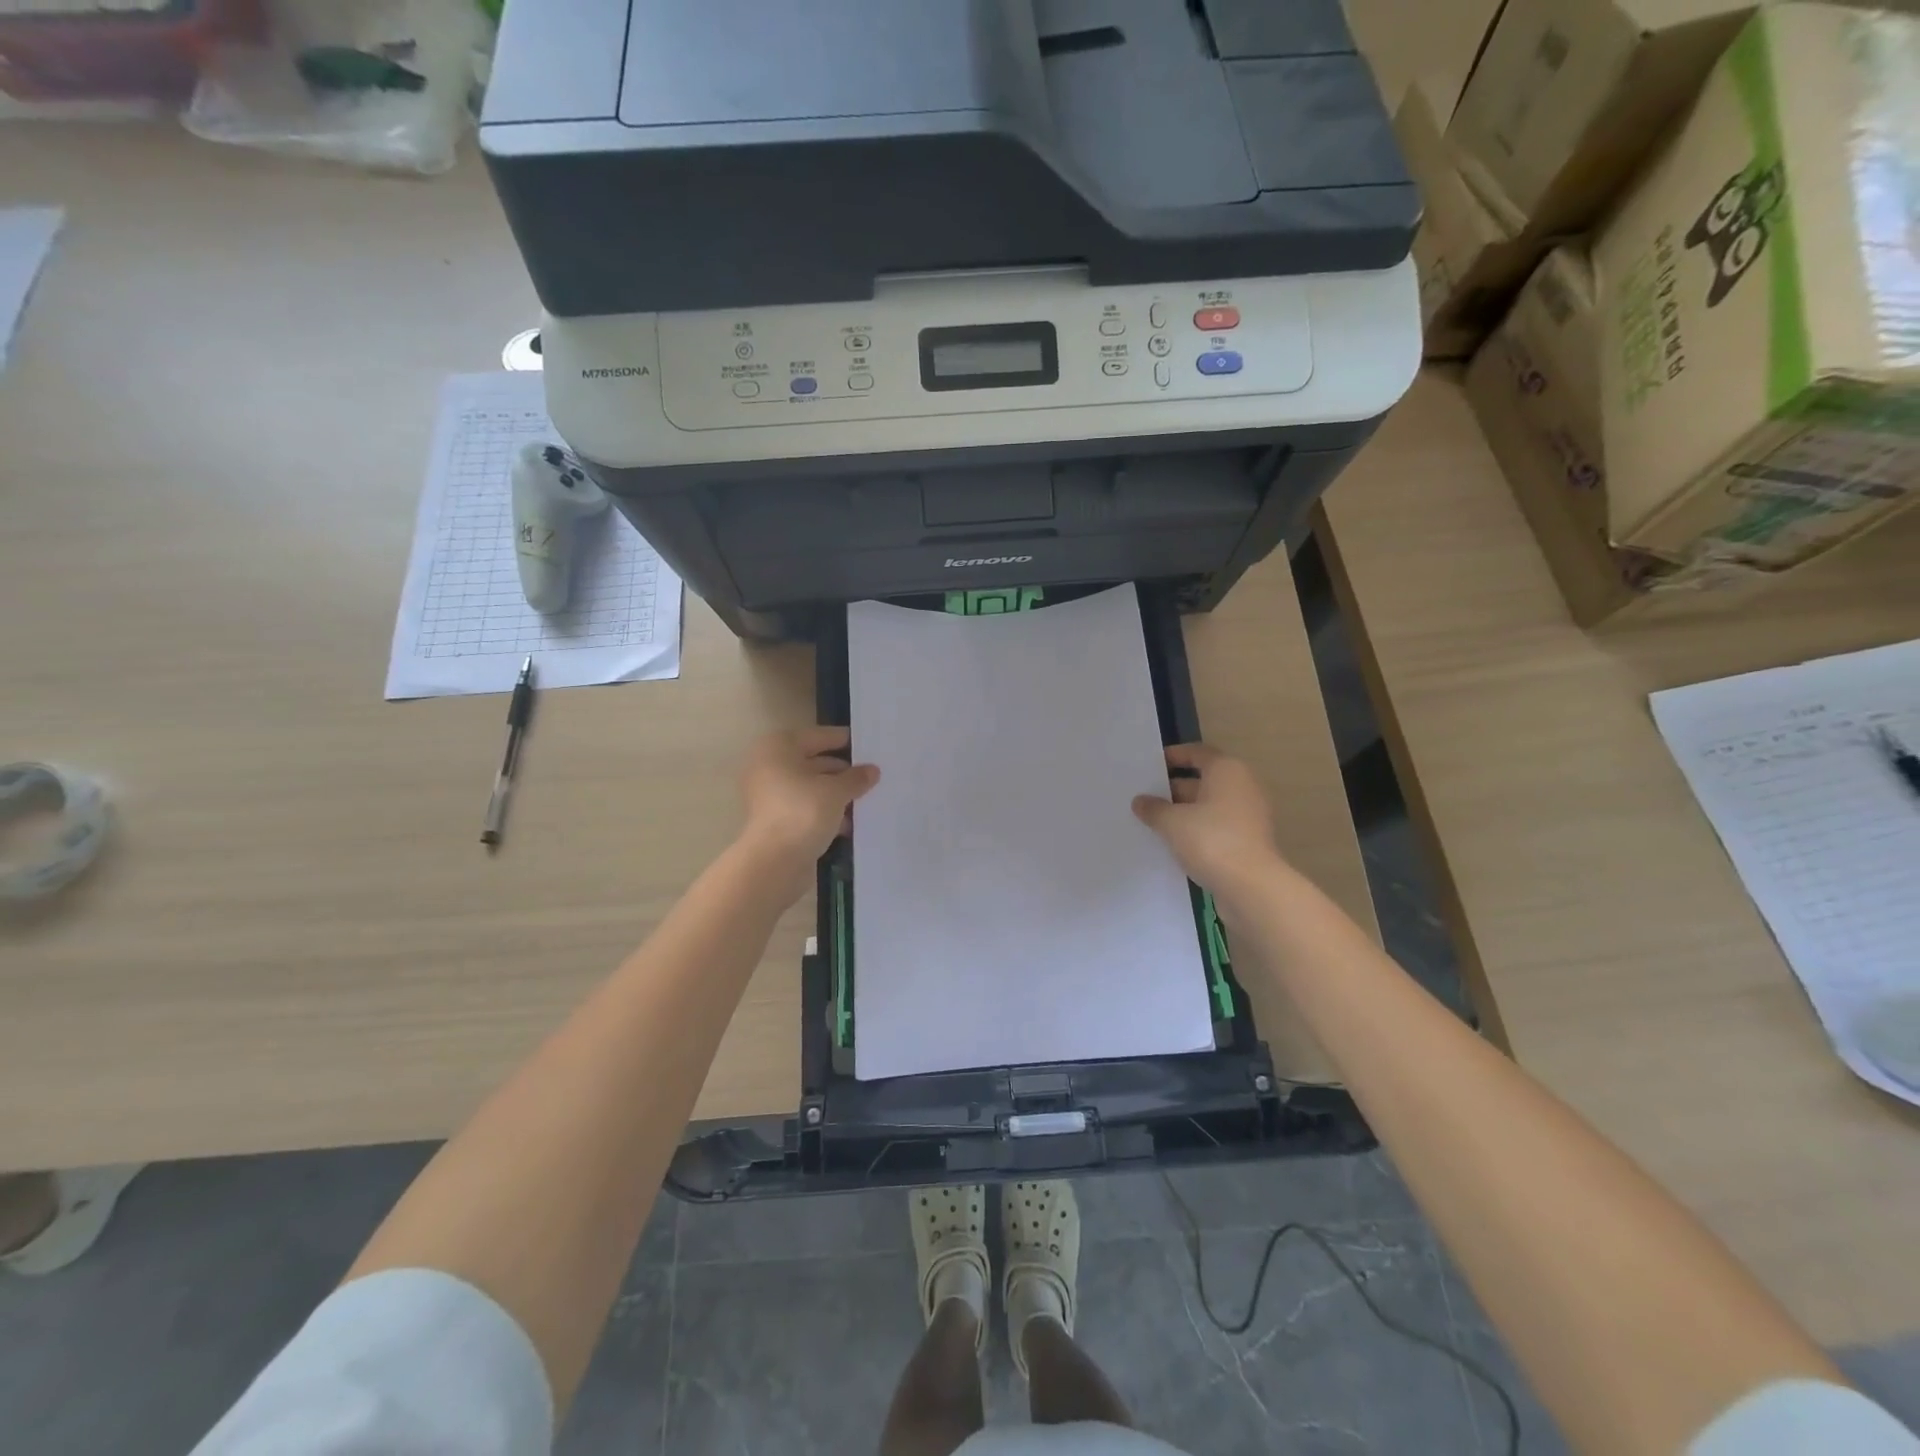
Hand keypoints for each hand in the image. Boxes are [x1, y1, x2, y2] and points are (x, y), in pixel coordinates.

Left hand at [737, 727, 878, 880]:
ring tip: (868, 800)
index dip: (847, 741)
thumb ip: (856, 778)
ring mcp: (770, 795)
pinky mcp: (776, 820)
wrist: (774, 862)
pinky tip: (851, 822)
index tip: (872, 746)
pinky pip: (807, 808)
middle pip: (815, 762)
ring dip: (838, 794)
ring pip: (812, 788)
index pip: (820, 736)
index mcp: (779, 747)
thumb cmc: (803, 812)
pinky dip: (827, 812)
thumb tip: (872, 770)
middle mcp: (770, 766)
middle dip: (844, 772)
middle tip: (875, 776)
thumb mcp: (836, 791)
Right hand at [1132, 744, 1284, 894]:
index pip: (1197, 753)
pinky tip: (1172, 841)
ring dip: (1183, 811)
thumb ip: (1154, 808)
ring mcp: (1248, 814)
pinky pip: (1216, 825)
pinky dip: (1196, 829)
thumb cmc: (1211, 840)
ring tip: (1152, 820)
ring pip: (1208, 805)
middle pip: (1203, 779)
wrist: (1251, 886)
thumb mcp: (1172, 822)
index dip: (1173, 756)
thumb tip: (1140, 801)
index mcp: (1227, 771)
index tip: (1150, 765)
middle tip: (1144, 796)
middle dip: (1173, 788)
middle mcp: (1242, 786)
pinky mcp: (1247, 840)